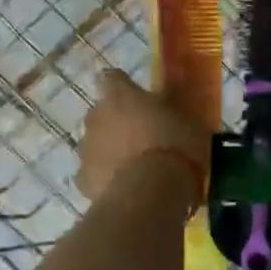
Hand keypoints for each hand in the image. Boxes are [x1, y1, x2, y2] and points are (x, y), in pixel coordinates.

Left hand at [76, 68, 208, 204]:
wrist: (151, 191)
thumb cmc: (175, 146)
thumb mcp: (188, 121)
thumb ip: (173, 110)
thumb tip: (173, 103)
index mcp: (121, 95)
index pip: (112, 77)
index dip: (123, 86)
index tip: (137, 96)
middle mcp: (96, 116)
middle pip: (102, 112)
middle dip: (118, 121)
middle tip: (143, 135)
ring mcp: (85, 148)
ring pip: (96, 143)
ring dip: (111, 150)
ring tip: (136, 167)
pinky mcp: (82, 178)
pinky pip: (94, 173)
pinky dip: (106, 178)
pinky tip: (126, 188)